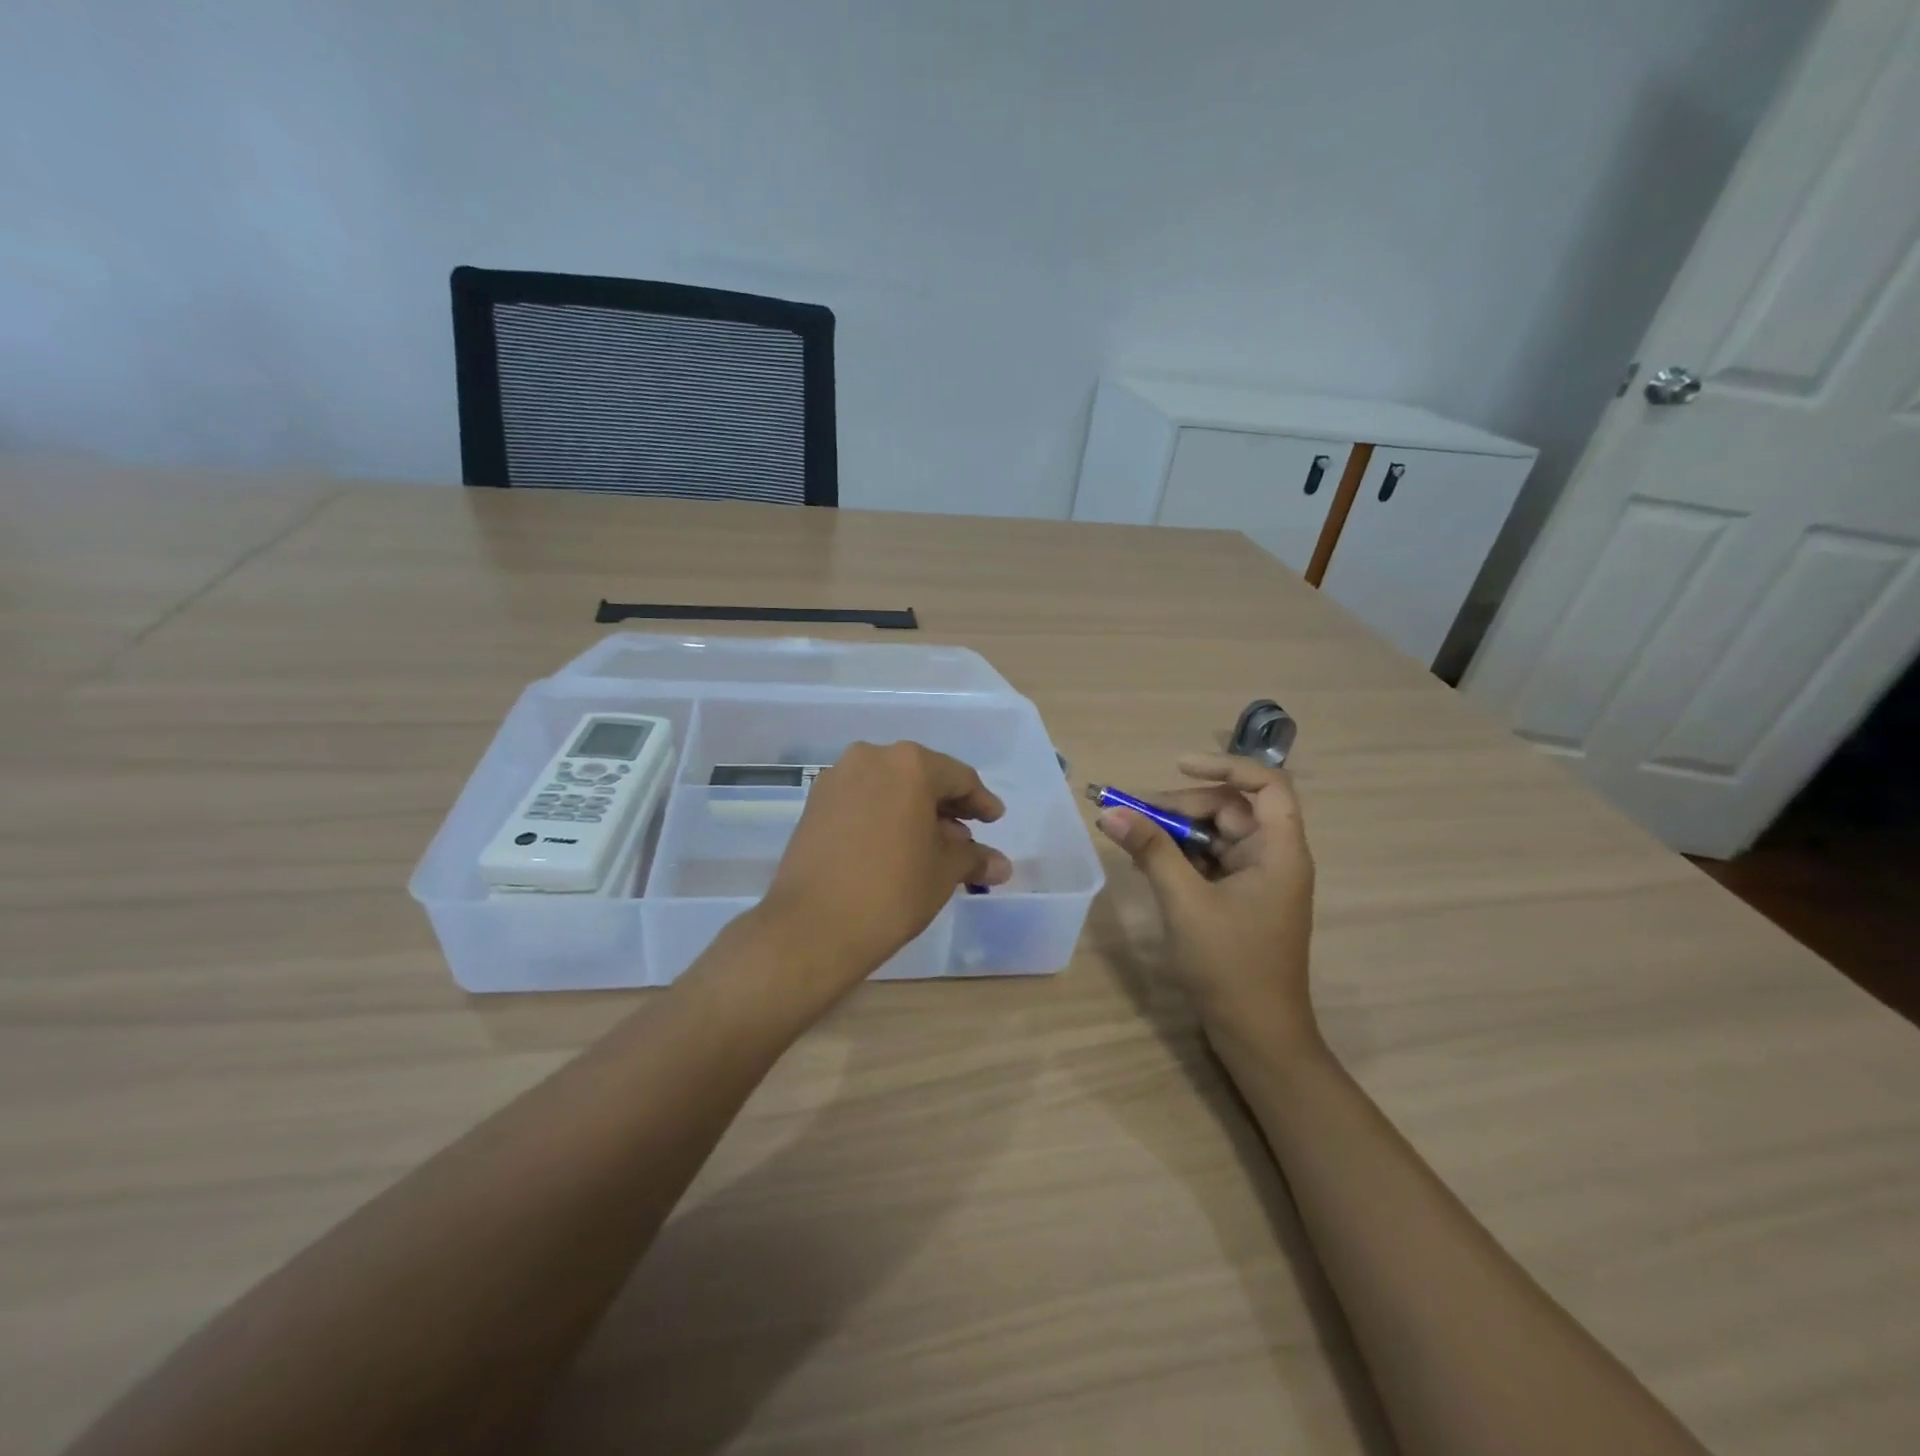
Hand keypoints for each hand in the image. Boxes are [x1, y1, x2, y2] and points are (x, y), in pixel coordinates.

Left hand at [756, 741, 1011, 994]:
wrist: (813, 926)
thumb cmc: (892, 891)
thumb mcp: (943, 873)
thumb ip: (973, 858)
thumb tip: (1001, 864)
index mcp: (910, 764)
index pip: (959, 777)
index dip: (981, 801)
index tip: (994, 820)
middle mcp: (871, 758)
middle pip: (921, 776)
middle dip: (946, 806)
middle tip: (966, 836)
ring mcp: (838, 779)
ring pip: (889, 787)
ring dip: (914, 811)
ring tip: (932, 845)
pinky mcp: (815, 803)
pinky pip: (862, 800)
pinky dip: (884, 815)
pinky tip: (895, 845)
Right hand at [1097, 754, 1315, 1057]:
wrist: (1256, 1035)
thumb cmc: (1230, 965)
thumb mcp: (1185, 902)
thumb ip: (1150, 851)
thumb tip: (1109, 812)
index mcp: (1279, 850)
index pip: (1266, 784)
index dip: (1224, 766)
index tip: (1176, 767)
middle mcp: (1274, 857)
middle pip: (1230, 808)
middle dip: (1181, 806)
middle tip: (1132, 815)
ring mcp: (1257, 880)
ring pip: (1215, 835)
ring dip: (1175, 832)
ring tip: (1132, 838)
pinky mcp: (1240, 900)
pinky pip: (1210, 861)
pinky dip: (1180, 856)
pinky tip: (1147, 863)